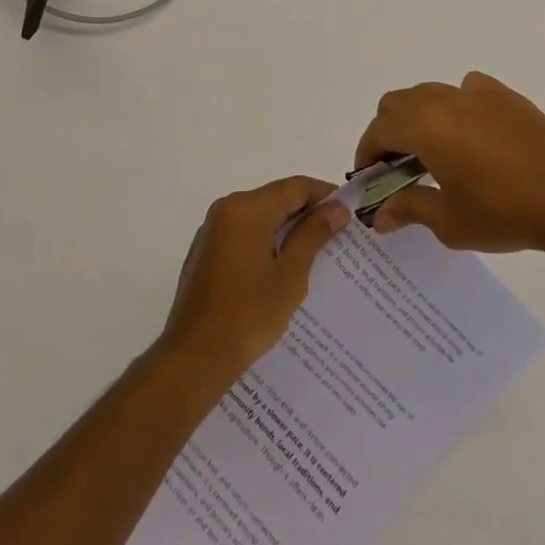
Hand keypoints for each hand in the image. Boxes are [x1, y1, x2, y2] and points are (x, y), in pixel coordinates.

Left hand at [155, 176, 348, 389]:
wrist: (194, 357)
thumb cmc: (248, 315)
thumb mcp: (290, 275)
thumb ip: (313, 235)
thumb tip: (336, 208)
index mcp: (247, 208)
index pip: (295, 187)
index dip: (325, 194)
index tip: (350, 211)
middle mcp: (226, 209)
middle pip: (275, 199)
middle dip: (307, 213)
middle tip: (339, 234)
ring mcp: (212, 230)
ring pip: (260, 217)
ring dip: (287, 229)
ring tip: (317, 252)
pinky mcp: (206, 252)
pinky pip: (244, 235)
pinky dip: (266, 242)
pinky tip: (283, 268)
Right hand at [355, 71, 544, 254]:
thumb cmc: (504, 212)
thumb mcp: (449, 221)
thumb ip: (409, 209)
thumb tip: (380, 216)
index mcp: (424, 126)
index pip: (378, 130)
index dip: (366, 153)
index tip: (369, 178)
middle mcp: (444, 99)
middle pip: (397, 103)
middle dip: (388, 132)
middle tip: (396, 167)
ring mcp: (476, 92)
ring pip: (429, 93)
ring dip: (418, 117)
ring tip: (432, 153)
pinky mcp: (505, 96)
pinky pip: (465, 89)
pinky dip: (455, 106)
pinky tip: (470, 135)